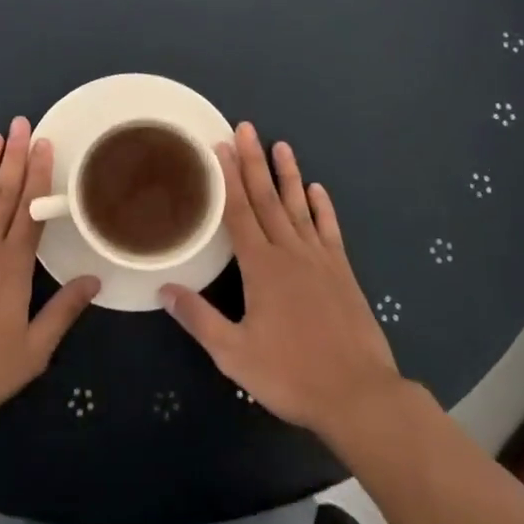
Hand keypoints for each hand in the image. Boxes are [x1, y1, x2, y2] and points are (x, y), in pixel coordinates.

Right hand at [160, 123, 404, 439]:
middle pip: (267, 199)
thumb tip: (164, 289)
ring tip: (281, 145)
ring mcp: (320, 260)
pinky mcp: (343, 273)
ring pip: (299, 208)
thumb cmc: (290, 375)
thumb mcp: (234, 353)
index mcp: (261, 268)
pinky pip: (329, 231)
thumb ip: (199, 319)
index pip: (238, 212)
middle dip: (253, 162)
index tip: (219, 147)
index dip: (227, 179)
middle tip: (245, 128)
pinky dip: (323, 208)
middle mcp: (290, 253)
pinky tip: (318, 189)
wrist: (358, 395)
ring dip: (288, 175)